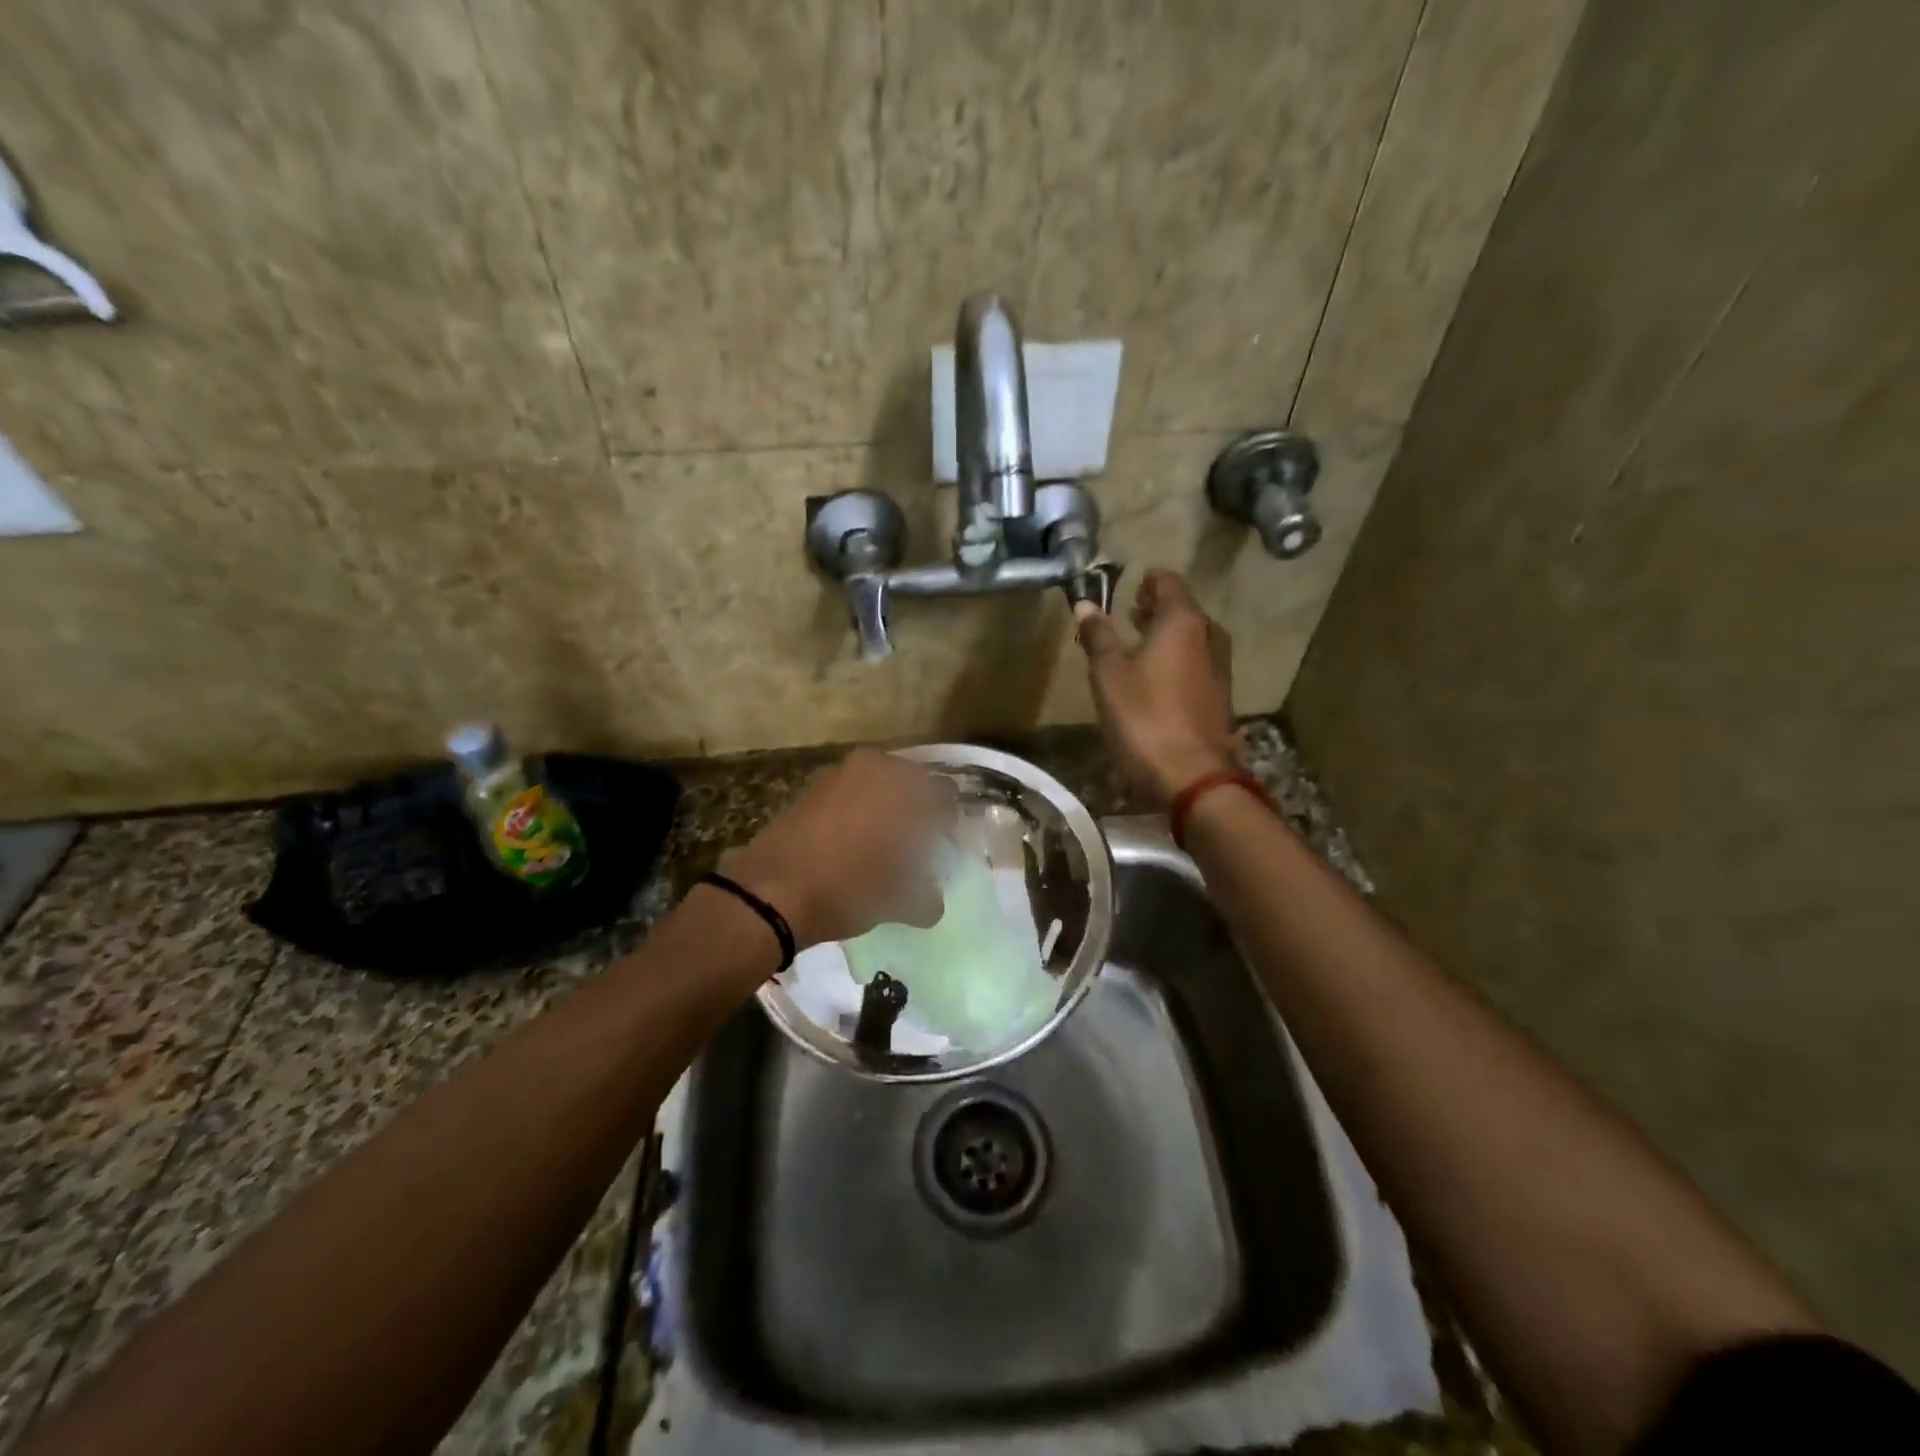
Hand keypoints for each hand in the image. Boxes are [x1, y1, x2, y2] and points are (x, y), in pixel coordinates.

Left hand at [726, 748, 946, 947]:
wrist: (769, 893)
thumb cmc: (847, 888)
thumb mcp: (896, 901)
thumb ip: (924, 899)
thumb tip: (932, 903)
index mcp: (901, 784)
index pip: (942, 795)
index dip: (947, 823)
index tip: (945, 847)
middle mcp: (871, 767)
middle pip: (908, 785)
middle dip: (916, 811)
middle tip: (918, 846)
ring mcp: (836, 774)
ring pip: (876, 787)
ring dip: (885, 811)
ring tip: (886, 848)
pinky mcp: (809, 790)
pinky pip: (848, 796)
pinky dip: (857, 815)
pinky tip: (854, 847)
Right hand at [1074, 569, 1240, 810]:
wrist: (1190, 776)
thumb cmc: (1143, 716)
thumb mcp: (1109, 675)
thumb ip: (1098, 636)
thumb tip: (1084, 604)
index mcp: (1183, 622)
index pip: (1169, 583)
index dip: (1149, 581)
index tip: (1129, 585)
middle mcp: (1208, 637)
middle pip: (1184, 610)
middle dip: (1158, 607)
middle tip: (1131, 609)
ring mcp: (1219, 669)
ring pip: (1193, 638)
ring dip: (1167, 635)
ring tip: (1139, 640)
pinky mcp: (1219, 698)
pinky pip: (1196, 664)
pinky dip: (1177, 659)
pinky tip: (1155, 676)